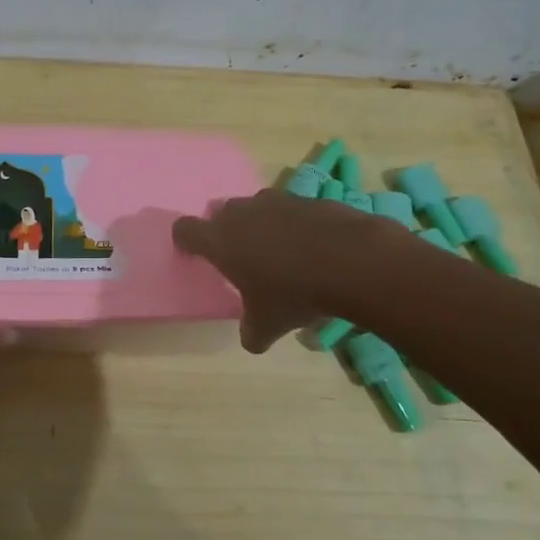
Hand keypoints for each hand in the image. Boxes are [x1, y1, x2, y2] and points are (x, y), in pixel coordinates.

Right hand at [173, 189, 377, 351]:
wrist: (353, 262)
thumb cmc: (294, 294)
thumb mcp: (268, 325)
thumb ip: (251, 332)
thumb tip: (252, 340)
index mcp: (221, 241)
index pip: (186, 229)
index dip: (186, 241)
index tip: (193, 254)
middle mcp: (243, 213)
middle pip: (221, 212)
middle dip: (226, 230)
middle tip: (240, 255)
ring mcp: (278, 201)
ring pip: (257, 206)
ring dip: (260, 223)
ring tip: (278, 250)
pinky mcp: (309, 199)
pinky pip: (292, 209)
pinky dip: (295, 224)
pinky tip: (313, 248)